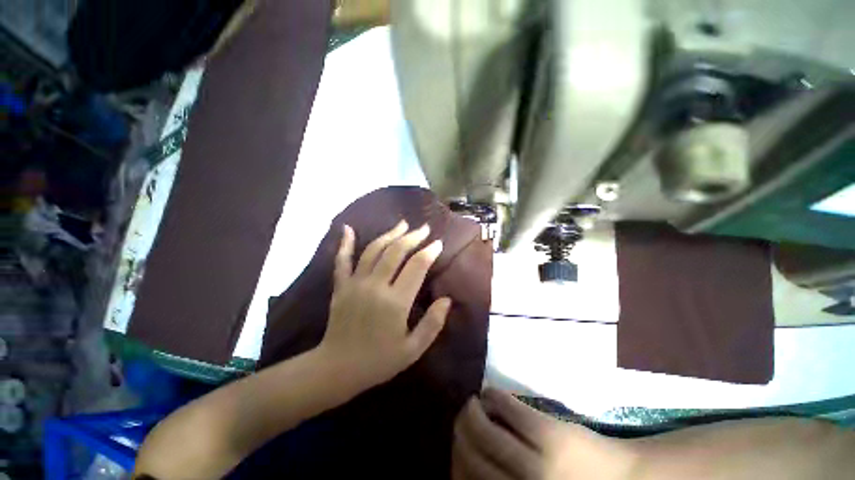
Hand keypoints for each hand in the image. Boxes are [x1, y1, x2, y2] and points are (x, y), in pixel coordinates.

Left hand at [318, 220, 451, 388]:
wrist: (337, 368)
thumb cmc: (378, 361)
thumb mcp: (413, 350)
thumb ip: (432, 324)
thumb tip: (447, 300)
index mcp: (396, 302)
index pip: (417, 266)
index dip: (429, 252)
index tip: (438, 243)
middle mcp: (376, 286)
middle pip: (396, 251)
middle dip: (413, 237)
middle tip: (424, 228)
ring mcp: (356, 283)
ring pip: (374, 250)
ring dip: (389, 234)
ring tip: (402, 224)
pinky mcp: (341, 286)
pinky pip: (342, 260)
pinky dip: (345, 243)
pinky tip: (348, 228)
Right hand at [453, 388, 636, 479]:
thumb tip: (469, 465)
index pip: (466, 479)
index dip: (454, 460)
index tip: (455, 448)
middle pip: (469, 453)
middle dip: (460, 431)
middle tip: (462, 420)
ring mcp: (533, 459)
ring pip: (482, 429)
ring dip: (471, 412)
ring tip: (473, 405)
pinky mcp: (546, 431)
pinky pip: (506, 407)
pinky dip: (492, 397)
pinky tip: (490, 394)